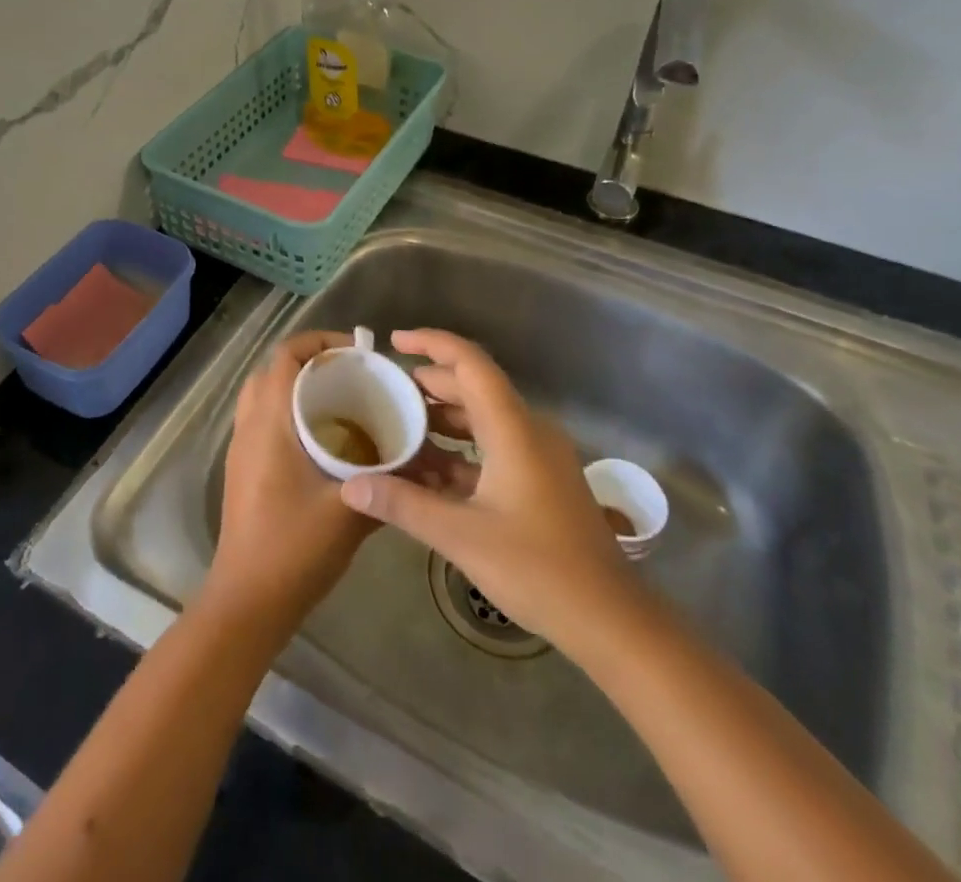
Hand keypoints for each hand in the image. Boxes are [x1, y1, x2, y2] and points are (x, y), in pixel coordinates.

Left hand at [204, 331, 373, 636]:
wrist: (247, 601)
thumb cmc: (294, 548)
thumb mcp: (350, 512)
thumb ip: (388, 482)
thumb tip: (425, 461)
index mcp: (270, 421)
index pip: (286, 354)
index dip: (320, 342)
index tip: (357, 354)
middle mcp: (249, 425)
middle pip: (273, 370)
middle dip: (311, 363)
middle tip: (351, 378)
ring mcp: (241, 448)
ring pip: (265, 396)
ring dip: (297, 389)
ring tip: (341, 404)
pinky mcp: (242, 469)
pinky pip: (263, 421)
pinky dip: (289, 414)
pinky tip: (323, 442)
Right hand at [339, 329, 633, 653]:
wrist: (609, 618)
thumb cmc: (537, 568)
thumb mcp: (461, 536)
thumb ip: (403, 504)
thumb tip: (351, 485)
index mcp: (513, 428)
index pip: (470, 363)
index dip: (431, 343)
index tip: (394, 341)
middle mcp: (529, 430)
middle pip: (475, 387)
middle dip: (430, 384)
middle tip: (387, 391)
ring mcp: (540, 455)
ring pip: (485, 418)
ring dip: (444, 419)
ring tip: (401, 426)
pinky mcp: (543, 480)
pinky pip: (496, 446)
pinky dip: (462, 450)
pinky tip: (431, 470)